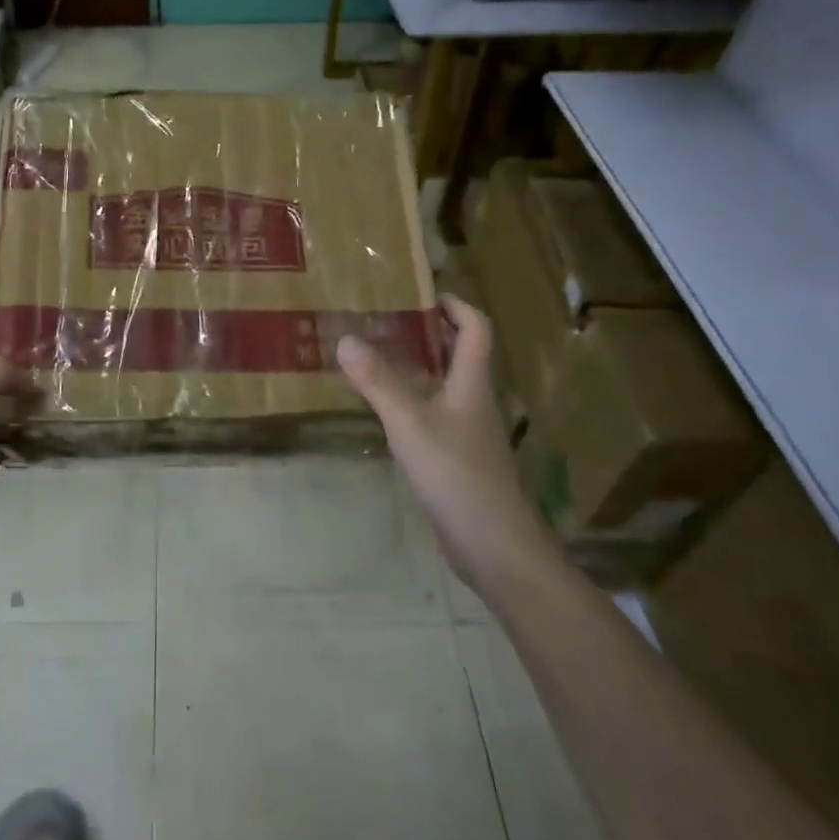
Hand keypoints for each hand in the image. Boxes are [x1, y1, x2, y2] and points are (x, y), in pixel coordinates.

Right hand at [337, 295, 554, 601]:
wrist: (494, 547)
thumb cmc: (456, 475)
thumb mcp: (409, 423)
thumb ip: (377, 382)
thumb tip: (345, 338)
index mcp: (472, 384)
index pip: (475, 329)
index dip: (455, 305)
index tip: (422, 292)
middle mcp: (473, 401)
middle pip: (458, 354)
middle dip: (426, 332)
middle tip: (383, 320)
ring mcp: (467, 432)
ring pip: (442, 386)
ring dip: (414, 367)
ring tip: (373, 356)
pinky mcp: (456, 459)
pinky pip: (432, 415)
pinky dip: (409, 401)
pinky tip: (382, 410)